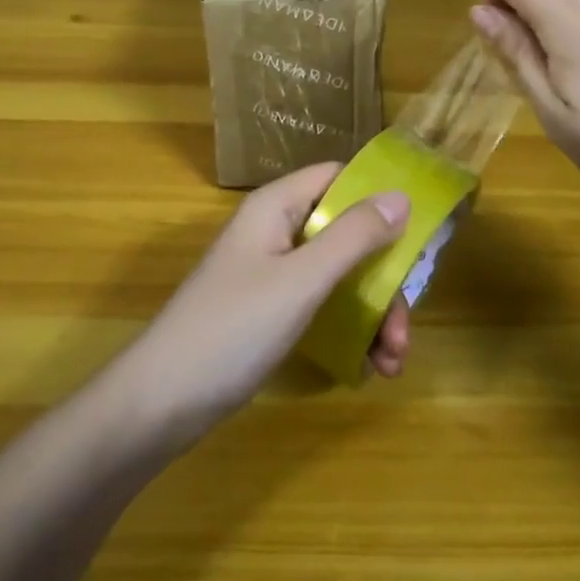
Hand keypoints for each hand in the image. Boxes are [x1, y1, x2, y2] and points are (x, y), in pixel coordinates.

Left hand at [113, 164, 412, 445]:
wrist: (160, 403)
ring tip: (392, 363)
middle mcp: (276, 232)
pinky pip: (322, 306)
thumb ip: (353, 237)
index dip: (378, 196)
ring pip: (339, 276)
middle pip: (346, 234)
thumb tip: (400, 196)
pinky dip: (349, 331)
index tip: (419, 232)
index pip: (337, 178)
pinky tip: (369, 368)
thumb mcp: (301, 280)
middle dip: (383, 279)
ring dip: (373, 314)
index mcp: (276, 208)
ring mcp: (272, 274)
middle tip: (403, 328)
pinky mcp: (270, 312)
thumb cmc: (233, 329)